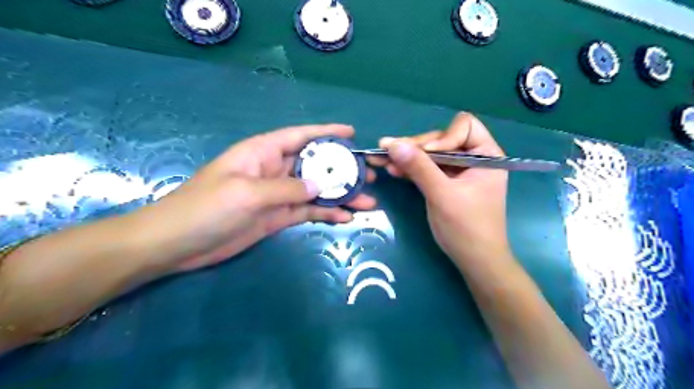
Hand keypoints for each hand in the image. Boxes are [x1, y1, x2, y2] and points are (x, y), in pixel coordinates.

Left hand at [135, 126, 373, 271]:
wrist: (178, 244)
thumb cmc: (206, 208)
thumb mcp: (247, 193)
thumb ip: (286, 188)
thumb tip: (321, 186)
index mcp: (263, 152)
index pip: (300, 136)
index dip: (326, 132)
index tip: (352, 133)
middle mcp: (274, 170)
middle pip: (315, 165)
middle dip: (342, 169)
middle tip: (370, 175)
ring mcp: (277, 195)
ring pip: (316, 191)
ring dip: (341, 195)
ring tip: (367, 201)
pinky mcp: (277, 217)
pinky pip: (308, 211)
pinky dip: (327, 213)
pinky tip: (346, 218)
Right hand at [368, 113, 507, 263]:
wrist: (475, 261)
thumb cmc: (466, 228)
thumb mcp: (442, 195)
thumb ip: (419, 167)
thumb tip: (392, 143)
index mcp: (486, 155)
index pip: (463, 127)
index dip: (442, 138)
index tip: (425, 156)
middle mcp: (474, 158)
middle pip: (442, 140)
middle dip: (416, 147)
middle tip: (388, 151)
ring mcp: (459, 171)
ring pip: (431, 155)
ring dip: (408, 157)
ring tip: (383, 158)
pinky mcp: (447, 183)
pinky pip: (428, 169)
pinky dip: (412, 169)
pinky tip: (393, 169)